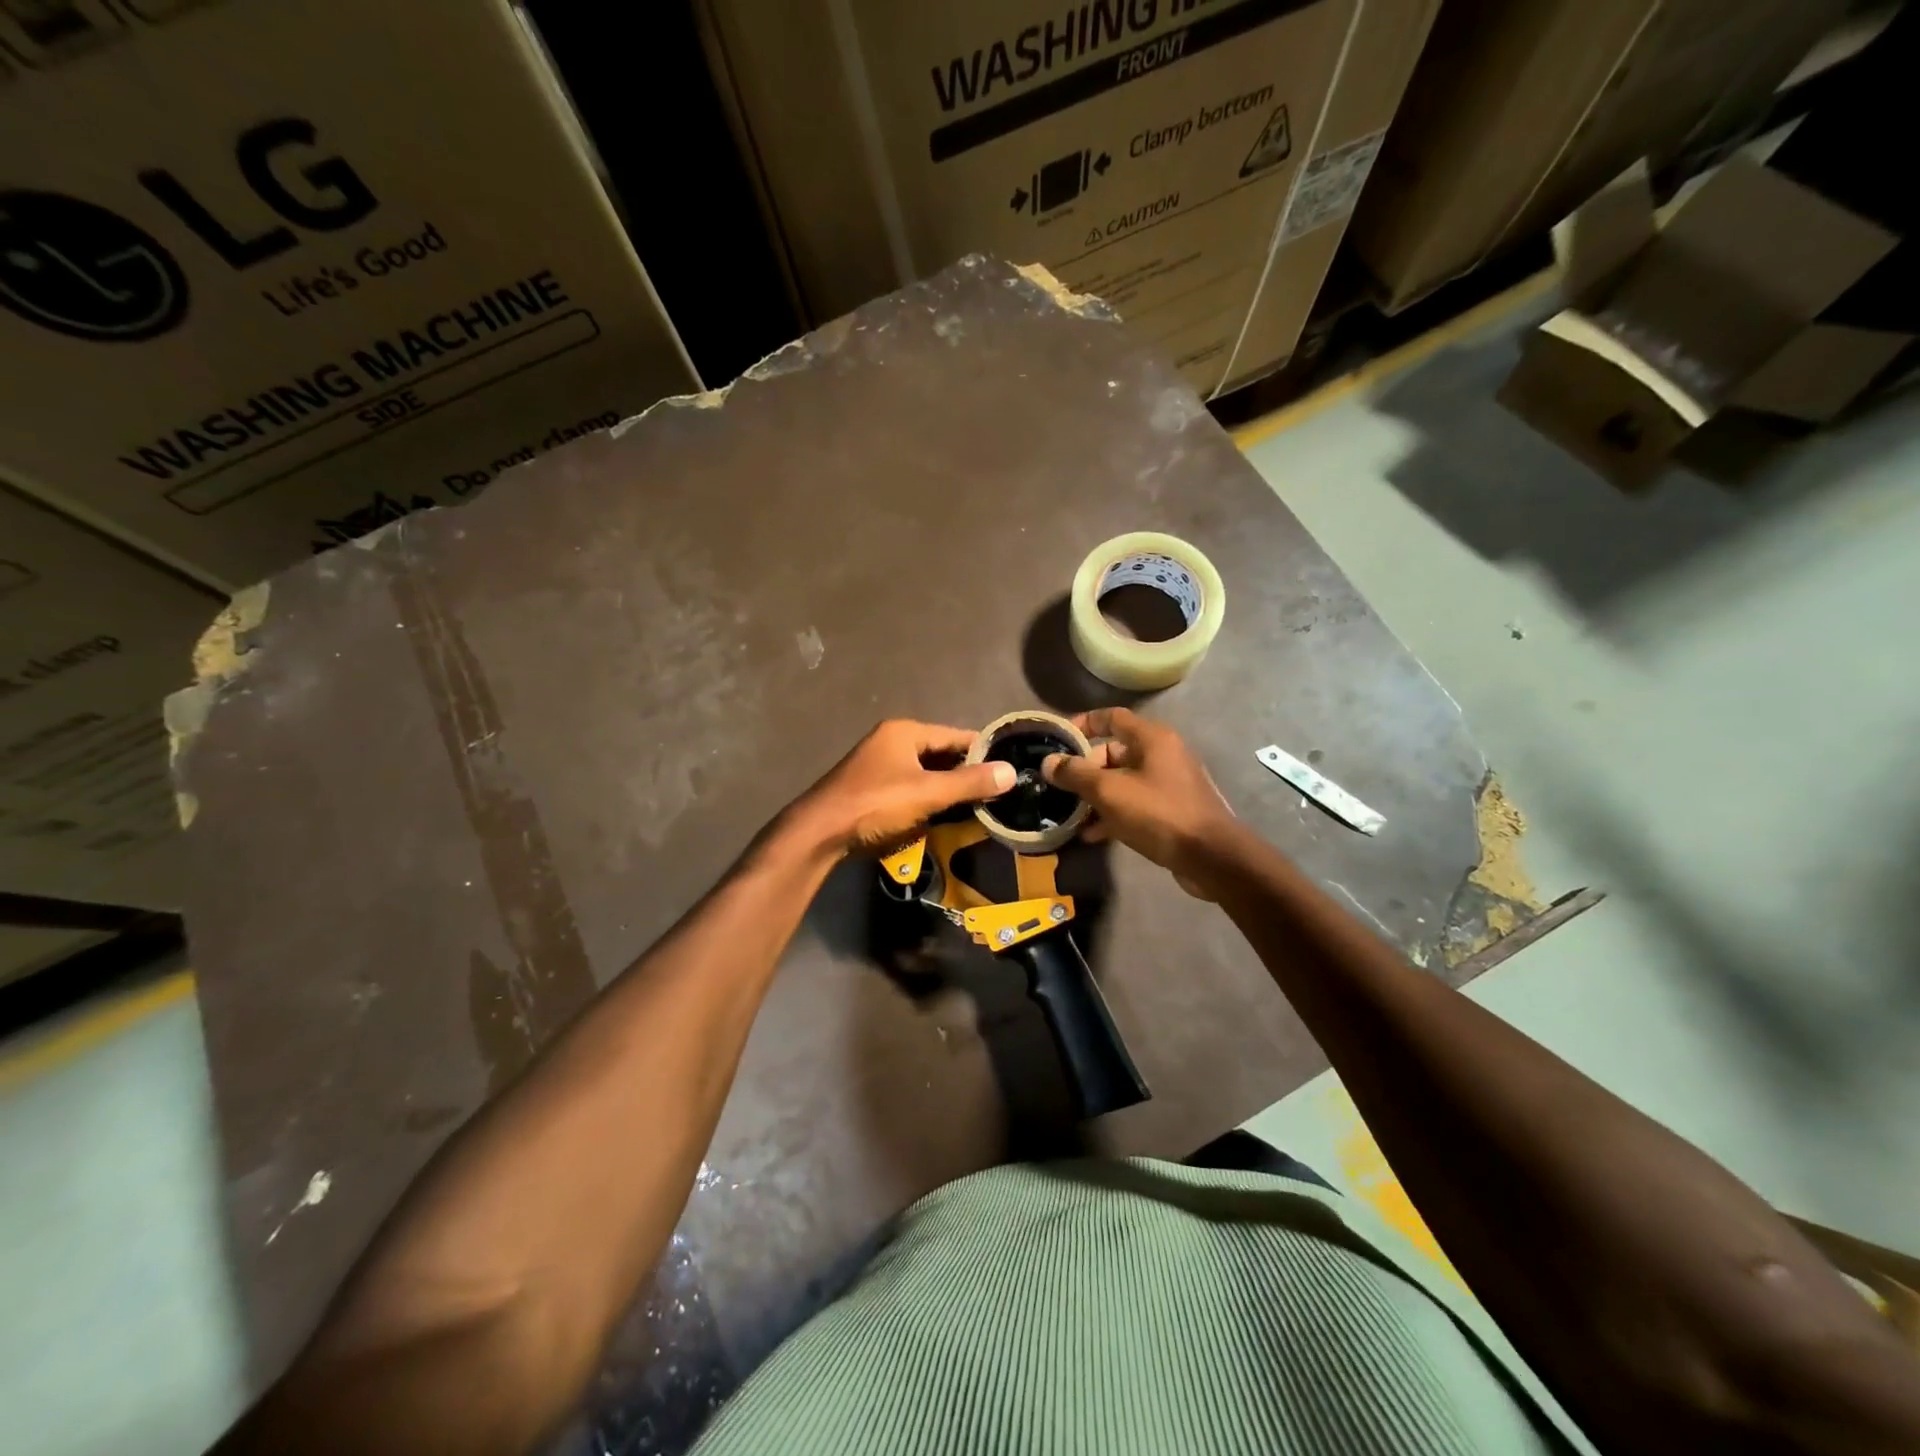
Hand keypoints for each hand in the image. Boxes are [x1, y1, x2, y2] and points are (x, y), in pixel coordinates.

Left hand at [787, 720, 1015, 857]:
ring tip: (978, 807)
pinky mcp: (872, 789)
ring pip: (926, 774)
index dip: (983, 751)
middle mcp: (891, 741)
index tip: (1009, 769)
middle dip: (966, 773)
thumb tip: (1011, 771)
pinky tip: (944, 817)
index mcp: (905, 732)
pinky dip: (928, 800)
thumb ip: (970, 782)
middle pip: (940, 754)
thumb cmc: (876, 805)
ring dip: (947, 790)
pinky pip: (910, 789)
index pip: (955, 735)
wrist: (820, 833)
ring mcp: (879, 766)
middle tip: (997, 793)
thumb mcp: (928, 793)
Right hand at [1042, 708, 1238, 897]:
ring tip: (1070, 814)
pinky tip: (1092, 835)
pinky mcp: (1171, 811)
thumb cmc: (1159, 814)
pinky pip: (1134, 804)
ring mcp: (1168, 784)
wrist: (1211, 857)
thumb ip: (1076, 774)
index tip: (1058, 741)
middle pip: (1114, 752)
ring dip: (1096, 796)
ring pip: (1122, 781)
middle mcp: (1162, 755)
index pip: (1112, 717)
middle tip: (1061, 788)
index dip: (1083, 724)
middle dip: (1085, 769)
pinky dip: (1113, 814)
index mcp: (1152, 739)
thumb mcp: (1110, 791)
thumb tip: (1049, 762)